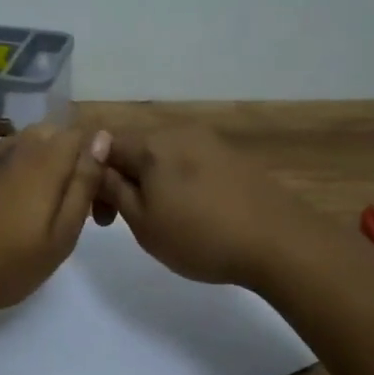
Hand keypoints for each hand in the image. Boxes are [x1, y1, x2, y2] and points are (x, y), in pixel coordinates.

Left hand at [0, 124, 111, 322]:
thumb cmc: (8, 266)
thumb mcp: (61, 236)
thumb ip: (82, 185)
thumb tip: (101, 139)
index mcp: (43, 163)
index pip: (77, 133)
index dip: (91, 154)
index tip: (91, 189)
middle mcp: (13, 149)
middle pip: (49, 133)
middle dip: (64, 156)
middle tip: (64, 202)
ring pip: (22, 143)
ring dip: (37, 161)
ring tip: (33, 206)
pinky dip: (9, 168)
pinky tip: (3, 202)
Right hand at [96, 126, 313, 288]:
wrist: (280, 242)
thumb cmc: (200, 236)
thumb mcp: (144, 222)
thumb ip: (114, 190)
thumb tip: (96, 165)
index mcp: (152, 144)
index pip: (104, 146)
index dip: (93, 178)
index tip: (102, 217)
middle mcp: (179, 132)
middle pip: (135, 148)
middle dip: (122, 180)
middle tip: (124, 222)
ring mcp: (210, 142)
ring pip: (163, 156)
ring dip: (150, 182)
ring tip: (161, 218)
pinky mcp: (233, 157)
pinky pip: (190, 162)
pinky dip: (178, 182)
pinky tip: (192, 212)